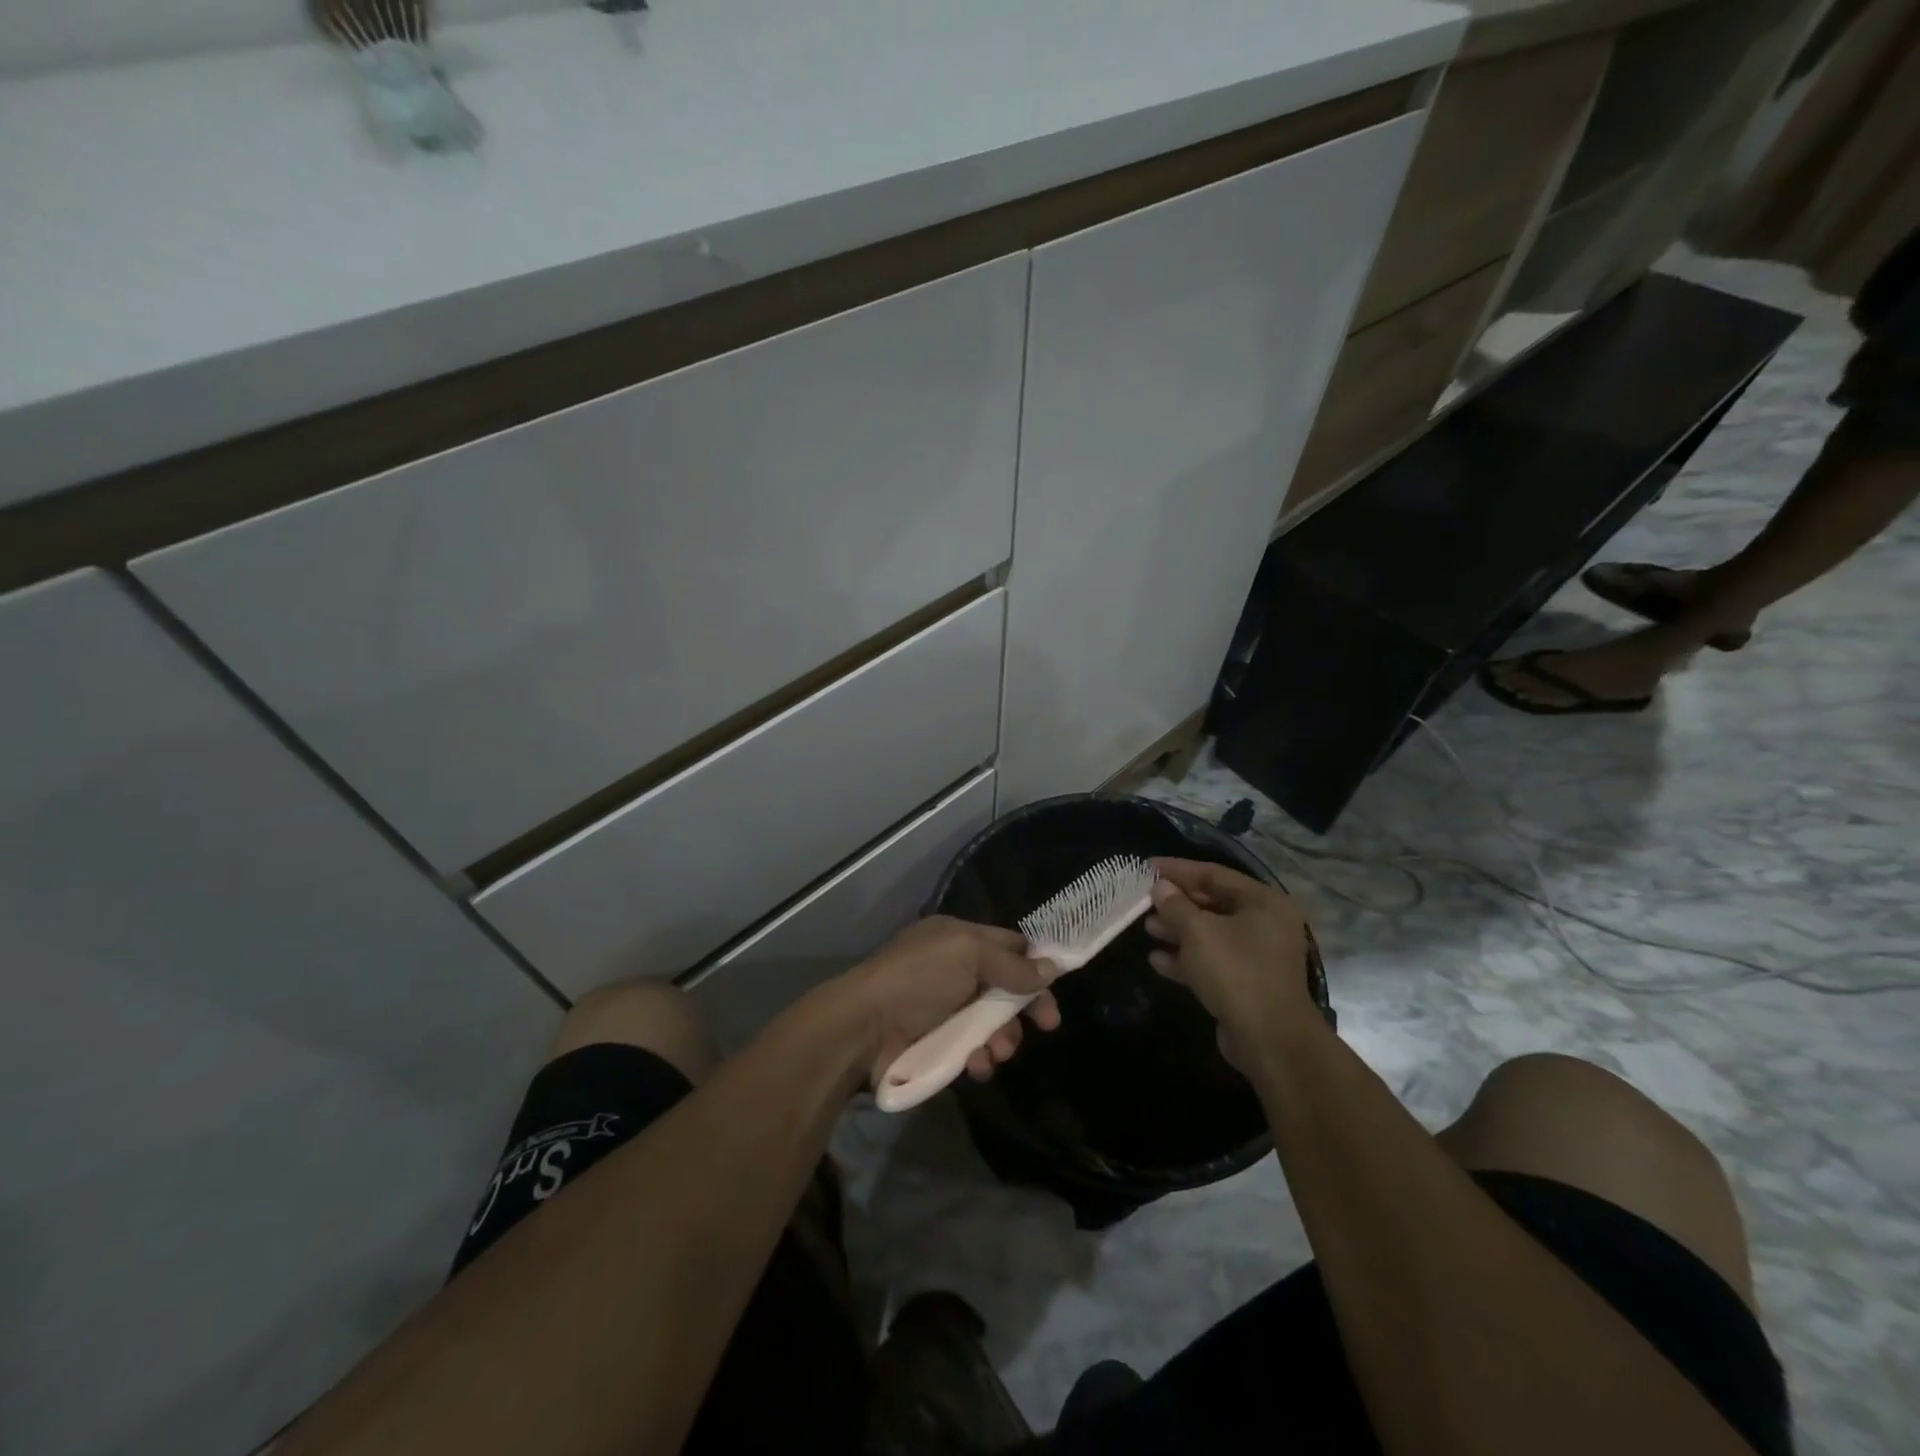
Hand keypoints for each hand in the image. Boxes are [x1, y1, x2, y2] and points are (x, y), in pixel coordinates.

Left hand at [840, 916, 1060, 1086]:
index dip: (1034, 963)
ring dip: (1003, 1037)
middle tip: (1046, 1025)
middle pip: (1005, 986)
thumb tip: (1052, 969)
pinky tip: (978, 1065)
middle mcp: (954, 969)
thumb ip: (1011, 964)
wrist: (864, 1028)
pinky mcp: (937, 1042)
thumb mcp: (967, 955)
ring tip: (999, 1051)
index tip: (1056, 985)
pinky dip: (980, 1056)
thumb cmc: (917, 979)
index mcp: (958, 938)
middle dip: (1023, 1007)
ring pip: (992, 1021)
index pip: (1007, 945)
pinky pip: (973, 1047)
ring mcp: (945, 1008)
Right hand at [1144, 858, 1314, 1070]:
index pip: (1214, 875)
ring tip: (1146, 927)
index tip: (1147, 867)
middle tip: (1144, 899)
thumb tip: (1161, 887)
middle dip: (1177, 903)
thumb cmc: (1235, 971)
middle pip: (1213, 904)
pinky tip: (1156, 960)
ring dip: (1178, 931)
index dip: (1179, 870)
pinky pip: (1212, 961)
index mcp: (1263, 902)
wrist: (1269, 1039)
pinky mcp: (1246, 983)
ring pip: (1210, 934)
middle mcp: (1265, 924)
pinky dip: (1186, 958)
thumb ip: (1175, 905)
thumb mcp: (1198, 932)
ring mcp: (1257, 956)